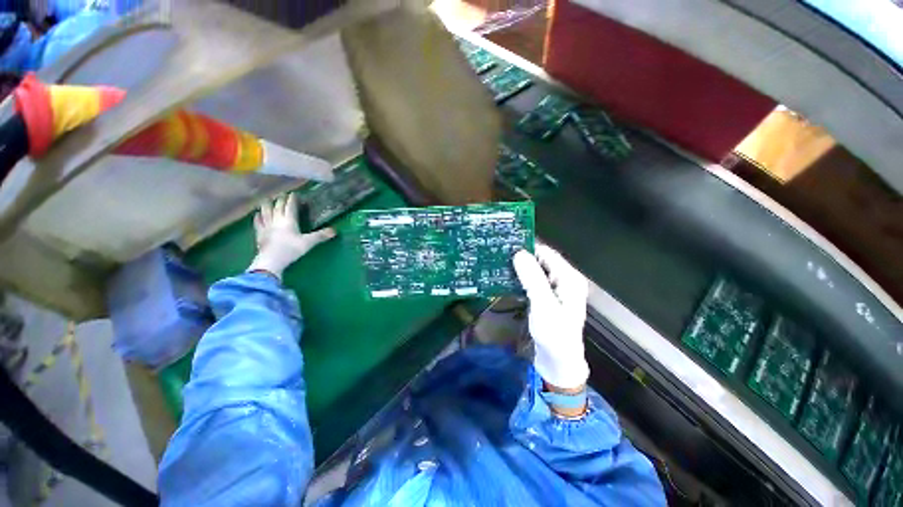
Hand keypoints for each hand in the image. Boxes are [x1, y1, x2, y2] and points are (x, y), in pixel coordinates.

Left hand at [247, 194, 335, 279]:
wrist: (271, 260)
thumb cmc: (291, 249)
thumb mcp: (309, 243)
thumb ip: (321, 236)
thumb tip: (335, 230)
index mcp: (289, 221)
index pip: (290, 207)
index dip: (292, 200)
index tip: (294, 193)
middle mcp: (277, 220)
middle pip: (278, 207)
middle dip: (281, 200)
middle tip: (283, 194)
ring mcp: (267, 226)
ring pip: (266, 212)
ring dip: (267, 205)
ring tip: (268, 199)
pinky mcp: (259, 234)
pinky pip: (258, 222)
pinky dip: (258, 217)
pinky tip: (257, 214)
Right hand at [513, 245, 588, 389]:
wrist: (558, 362)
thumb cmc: (554, 334)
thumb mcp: (543, 304)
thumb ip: (532, 278)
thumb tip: (519, 253)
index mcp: (569, 278)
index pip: (547, 253)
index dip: (528, 248)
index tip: (506, 246)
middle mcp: (564, 280)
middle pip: (542, 261)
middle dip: (522, 258)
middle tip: (499, 255)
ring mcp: (555, 289)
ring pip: (536, 271)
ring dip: (520, 268)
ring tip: (500, 264)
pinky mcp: (547, 297)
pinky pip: (533, 281)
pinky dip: (521, 278)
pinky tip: (508, 278)